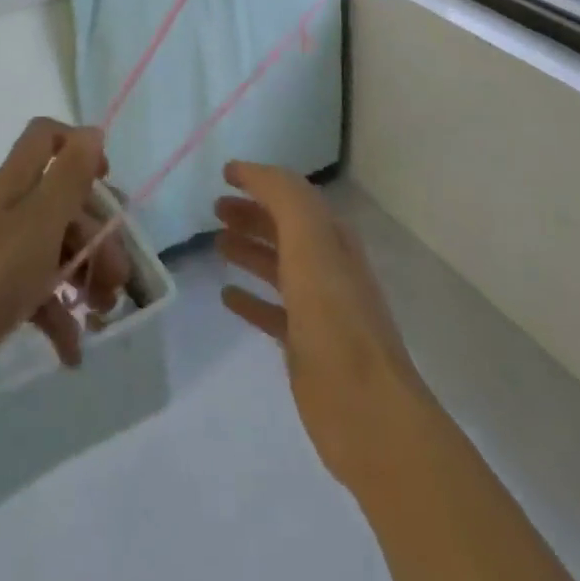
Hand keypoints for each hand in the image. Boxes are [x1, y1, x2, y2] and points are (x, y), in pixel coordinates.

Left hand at [0, 119, 131, 405]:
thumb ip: (70, 175)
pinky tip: (73, 349)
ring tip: (104, 312)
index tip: (105, 180)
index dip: (80, 148)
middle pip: (64, 201)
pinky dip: (60, 315)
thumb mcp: (40, 221)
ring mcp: (2, 252)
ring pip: (57, 248)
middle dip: (98, 233)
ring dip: (87, 275)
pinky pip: (39, 293)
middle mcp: (10, 209)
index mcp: (18, 182)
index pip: (48, 136)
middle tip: (118, 274)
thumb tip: (93, 132)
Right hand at [216, 162, 427, 493]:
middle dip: (252, 213)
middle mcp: (327, 266)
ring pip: (278, 267)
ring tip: (216, 244)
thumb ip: (284, 197)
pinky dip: (250, 298)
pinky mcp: (306, 347)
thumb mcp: (309, 239)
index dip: (261, 180)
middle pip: (284, 228)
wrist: (365, 409)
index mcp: (331, 237)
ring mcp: (318, 308)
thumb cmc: (333, 315)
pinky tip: (227, 295)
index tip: (225, 173)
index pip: (293, 195)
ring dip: (248, 250)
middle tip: (214, 208)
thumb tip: (251, 171)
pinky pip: (272, 311)